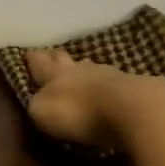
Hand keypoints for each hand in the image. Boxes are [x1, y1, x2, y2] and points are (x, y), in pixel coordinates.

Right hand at [24, 47, 164, 146]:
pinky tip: (109, 90)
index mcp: (56, 74)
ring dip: (86, 69)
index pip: (40, 64)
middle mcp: (82, 69)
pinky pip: (115, 83)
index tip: (28, 52)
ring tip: (82, 69)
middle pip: (67, 61)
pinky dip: (108, 85)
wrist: (134, 109)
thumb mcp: (44, 113)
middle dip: (57, 58)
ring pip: (93, 68)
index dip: (33, 60)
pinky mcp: (136, 88)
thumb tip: (37, 100)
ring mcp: (111, 76)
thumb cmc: (81, 112)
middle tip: (53, 54)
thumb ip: (38, 104)